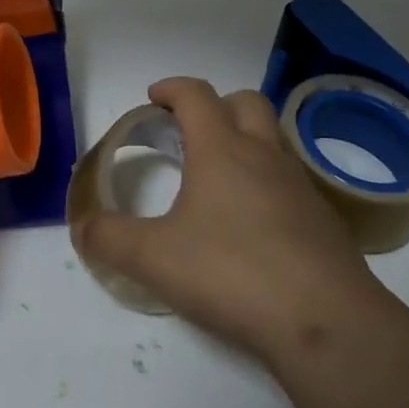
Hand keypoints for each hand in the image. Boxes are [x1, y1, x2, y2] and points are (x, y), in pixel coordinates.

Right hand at [71, 77, 383, 364]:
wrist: (325, 319)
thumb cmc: (231, 273)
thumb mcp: (155, 259)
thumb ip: (110, 239)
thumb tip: (83, 225)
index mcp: (221, 149)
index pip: (196, 95)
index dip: (172, 88)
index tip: (154, 97)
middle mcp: (263, 153)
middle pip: (244, 101)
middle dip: (215, 105)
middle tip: (191, 132)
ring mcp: (299, 183)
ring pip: (272, 138)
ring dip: (246, 140)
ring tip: (220, 177)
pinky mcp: (322, 217)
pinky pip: (290, 179)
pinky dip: (268, 181)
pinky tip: (255, 222)